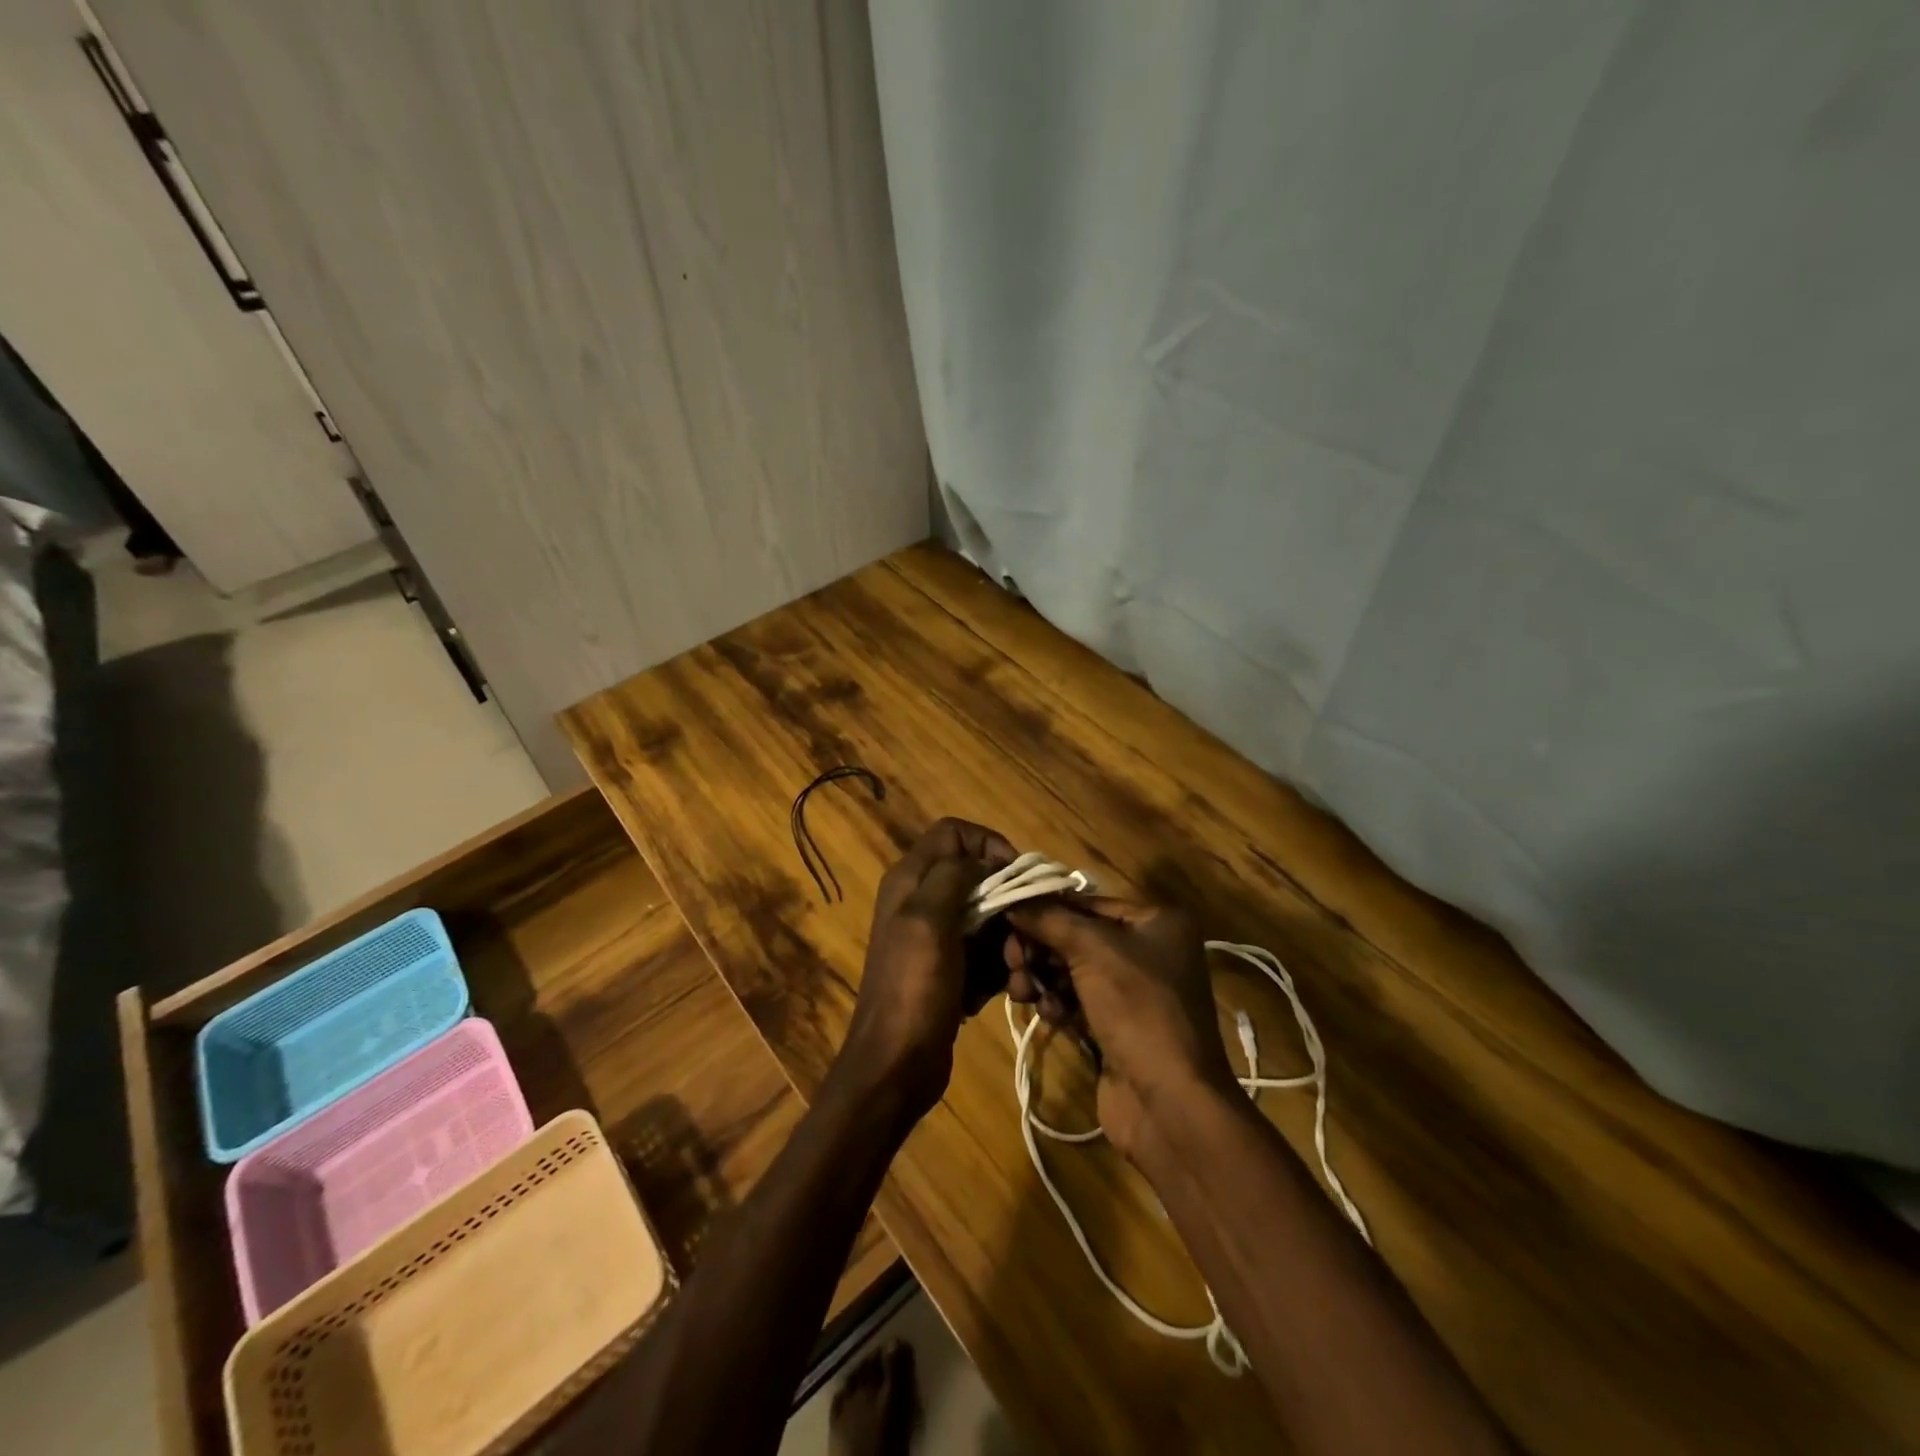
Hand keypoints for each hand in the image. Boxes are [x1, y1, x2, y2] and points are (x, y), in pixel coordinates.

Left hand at [841, 818, 1014, 1120]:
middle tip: (1023, 935)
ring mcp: (937, 938)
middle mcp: (922, 900)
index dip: (987, 844)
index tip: (1016, 874)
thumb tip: (981, 857)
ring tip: (1015, 973)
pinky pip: (986, 953)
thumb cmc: (913, 989)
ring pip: (988, 918)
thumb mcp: (929, 921)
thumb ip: (953, 876)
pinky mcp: (950, 969)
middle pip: (977, 878)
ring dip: (1008, 943)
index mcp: (910, 880)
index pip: (953, 833)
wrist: (896, 1066)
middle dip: (1007, 902)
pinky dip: (999, 969)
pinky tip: (1006, 992)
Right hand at [1004, 897, 1236, 1157]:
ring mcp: (1134, 993)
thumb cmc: (1138, 1008)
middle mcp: (1150, 951)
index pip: (1089, 903)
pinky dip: (1057, 1004)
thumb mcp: (1092, 950)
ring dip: (1042, 977)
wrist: (1169, 1102)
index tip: (1007, 916)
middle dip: (1040, 947)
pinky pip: (1077, 1002)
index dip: (1046, 908)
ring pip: (1072, 971)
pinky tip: (1048, 1015)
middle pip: (1077, 937)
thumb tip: (1012, 899)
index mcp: (1158, 922)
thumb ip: (1049, 919)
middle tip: (1012, 959)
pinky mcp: (1117, 1028)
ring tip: (1021, 990)